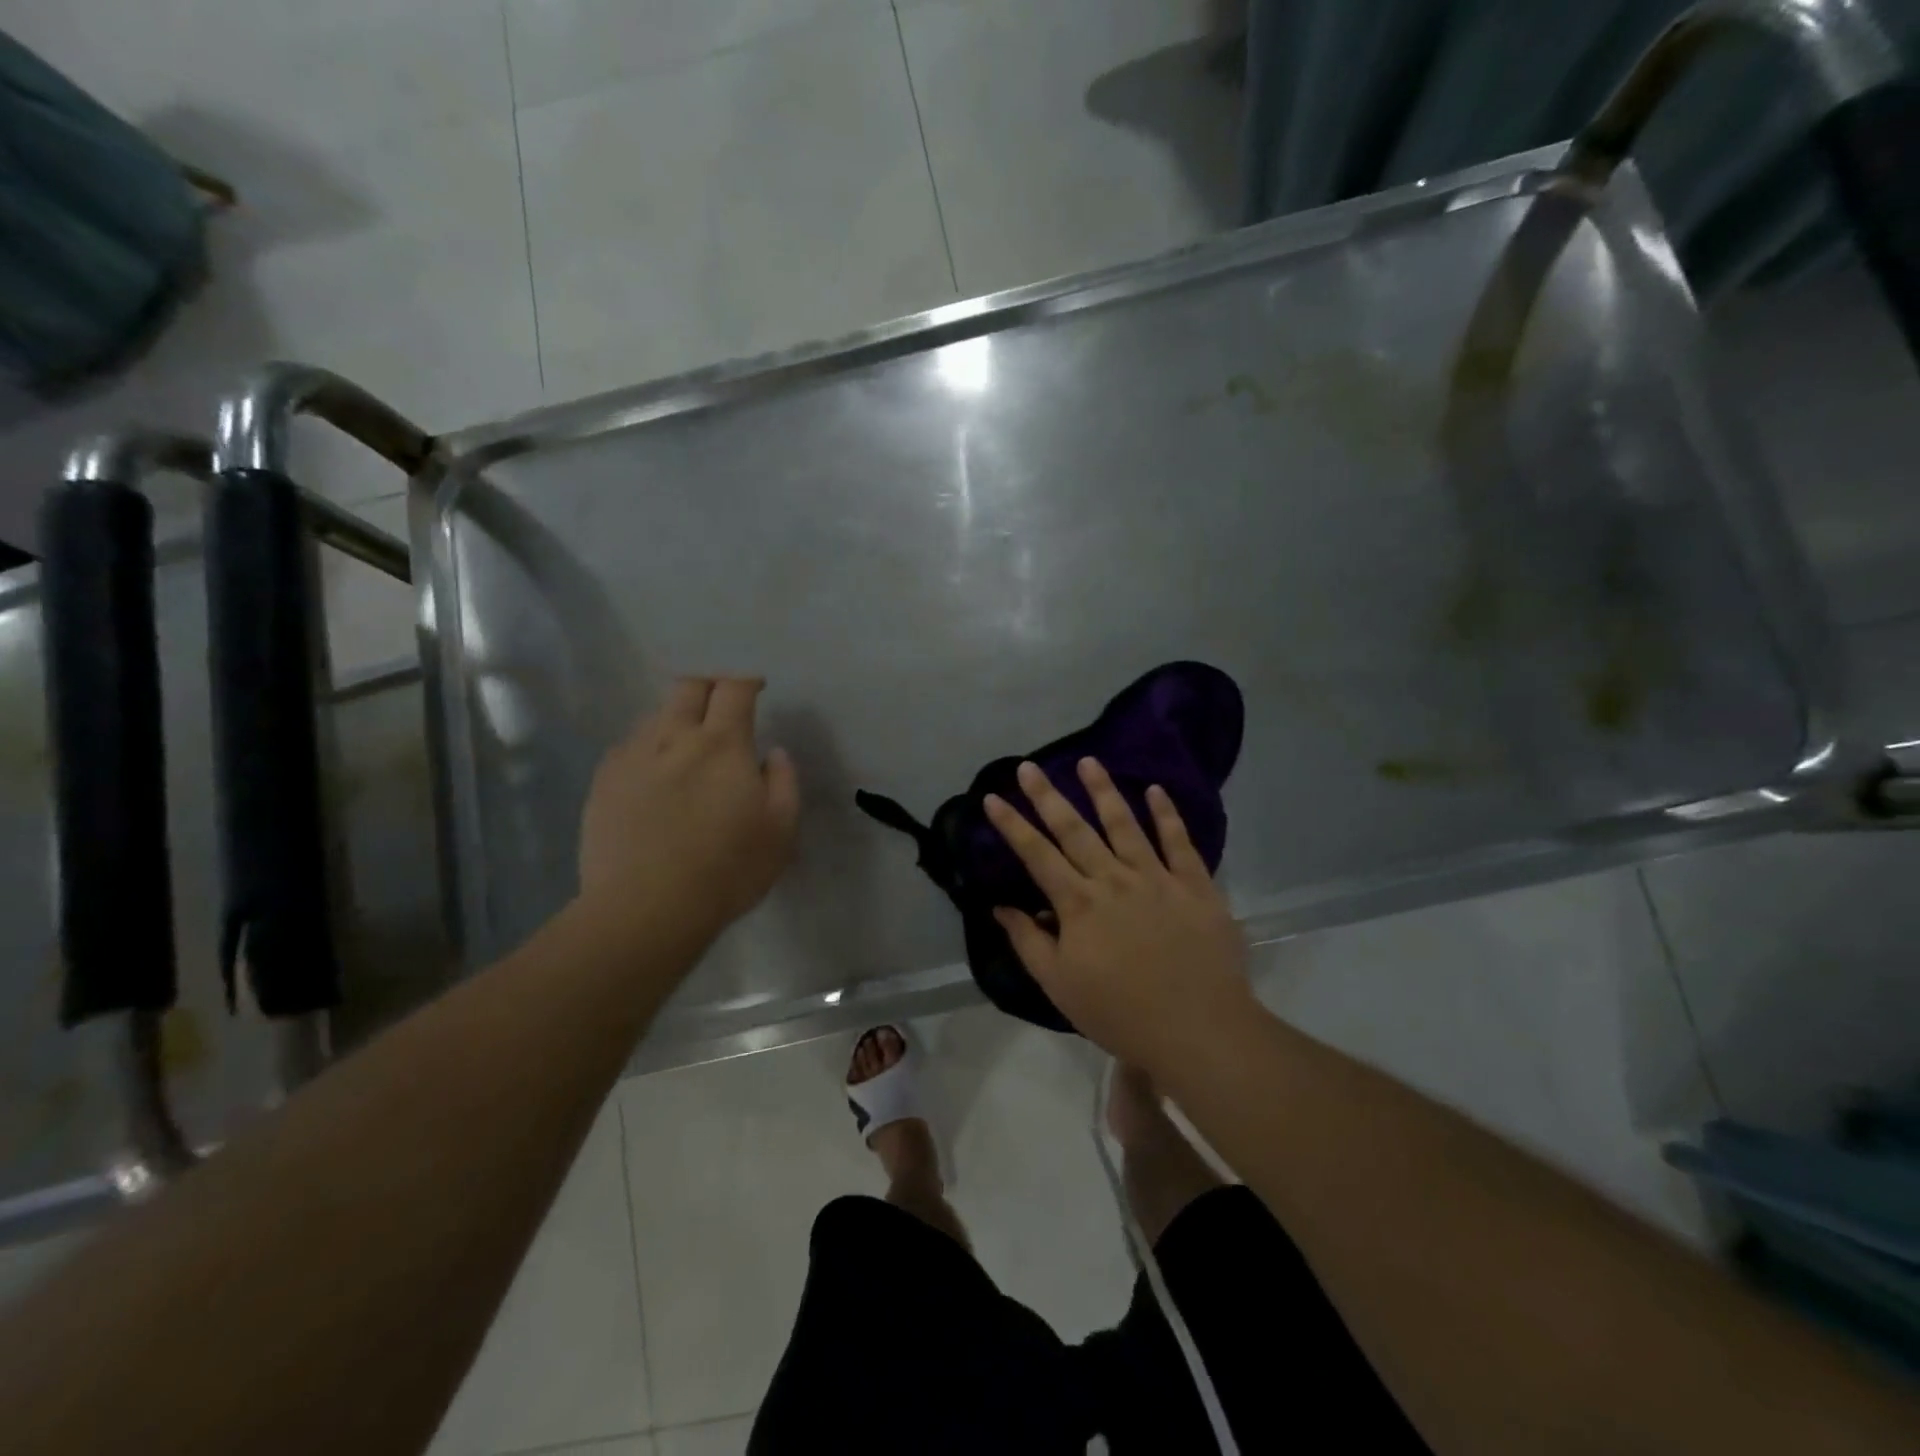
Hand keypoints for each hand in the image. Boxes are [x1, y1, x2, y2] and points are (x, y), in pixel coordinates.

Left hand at [578, 677, 799, 952]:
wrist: (645, 909)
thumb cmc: (726, 870)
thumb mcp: (780, 830)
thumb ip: (784, 782)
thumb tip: (773, 753)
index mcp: (722, 744)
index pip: (734, 689)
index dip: (747, 680)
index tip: (756, 688)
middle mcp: (674, 737)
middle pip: (688, 687)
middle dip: (708, 685)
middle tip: (721, 705)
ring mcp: (632, 757)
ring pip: (655, 716)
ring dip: (676, 719)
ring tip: (686, 745)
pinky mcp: (603, 782)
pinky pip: (629, 748)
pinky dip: (648, 749)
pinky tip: (653, 777)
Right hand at [985, 758, 1253, 1073]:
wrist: (1198, 1030)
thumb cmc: (1120, 1013)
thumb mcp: (1060, 986)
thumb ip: (1028, 942)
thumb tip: (1001, 907)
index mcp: (1079, 904)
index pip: (1036, 855)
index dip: (1012, 825)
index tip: (993, 797)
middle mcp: (1114, 879)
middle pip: (1075, 829)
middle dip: (1048, 796)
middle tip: (1030, 766)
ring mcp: (1157, 878)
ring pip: (1125, 824)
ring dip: (1104, 791)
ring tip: (1089, 761)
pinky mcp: (1195, 886)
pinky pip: (1179, 842)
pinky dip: (1167, 814)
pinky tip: (1156, 790)